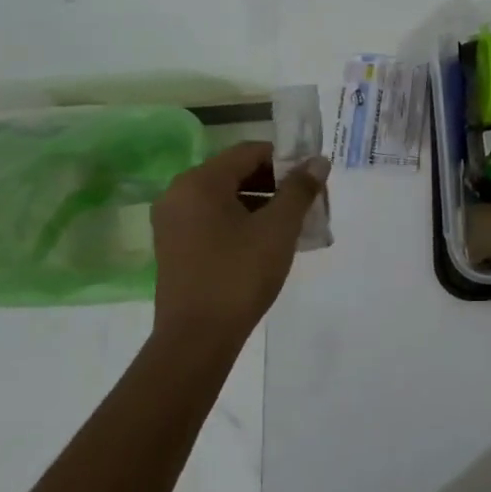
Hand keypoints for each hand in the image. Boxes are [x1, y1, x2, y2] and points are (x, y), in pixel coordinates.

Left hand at [149, 142, 329, 353]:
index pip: (250, 152)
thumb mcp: (279, 228)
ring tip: (293, 224)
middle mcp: (179, 194)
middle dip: (276, 183)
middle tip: (307, 202)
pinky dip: (242, 220)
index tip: (313, 178)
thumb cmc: (239, 274)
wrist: (196, 339)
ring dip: (262, 203)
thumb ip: (299, 189)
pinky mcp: (174, 246)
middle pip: (236, 172)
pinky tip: (267, 241)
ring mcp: (172, 222)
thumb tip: (318, 162)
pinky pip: (213, 218)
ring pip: (226, 197)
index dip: (286, 159)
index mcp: (200, 182)